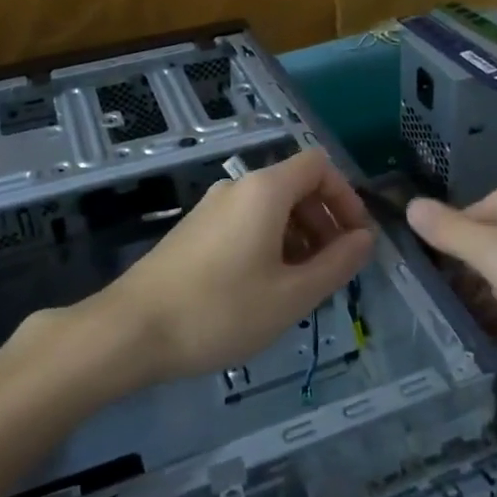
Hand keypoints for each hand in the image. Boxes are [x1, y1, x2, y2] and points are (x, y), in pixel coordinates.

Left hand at [90, 149, 374, 385]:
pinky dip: (270, 243)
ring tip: (303, 285)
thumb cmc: (220, 311)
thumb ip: (337, 263)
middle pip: (296, 185)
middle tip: (333, 269)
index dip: (346, 197)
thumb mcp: (291, 295)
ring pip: (271, 207)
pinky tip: (266, 287)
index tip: (356, 240)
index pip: (319, 166)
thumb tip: (366, 238)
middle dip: (324, 220)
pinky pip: (246, 222)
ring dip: (299, 235)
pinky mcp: (195, 229)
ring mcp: (212, 207)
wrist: (131, 330)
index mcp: (265, 190)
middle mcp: (238, 187)